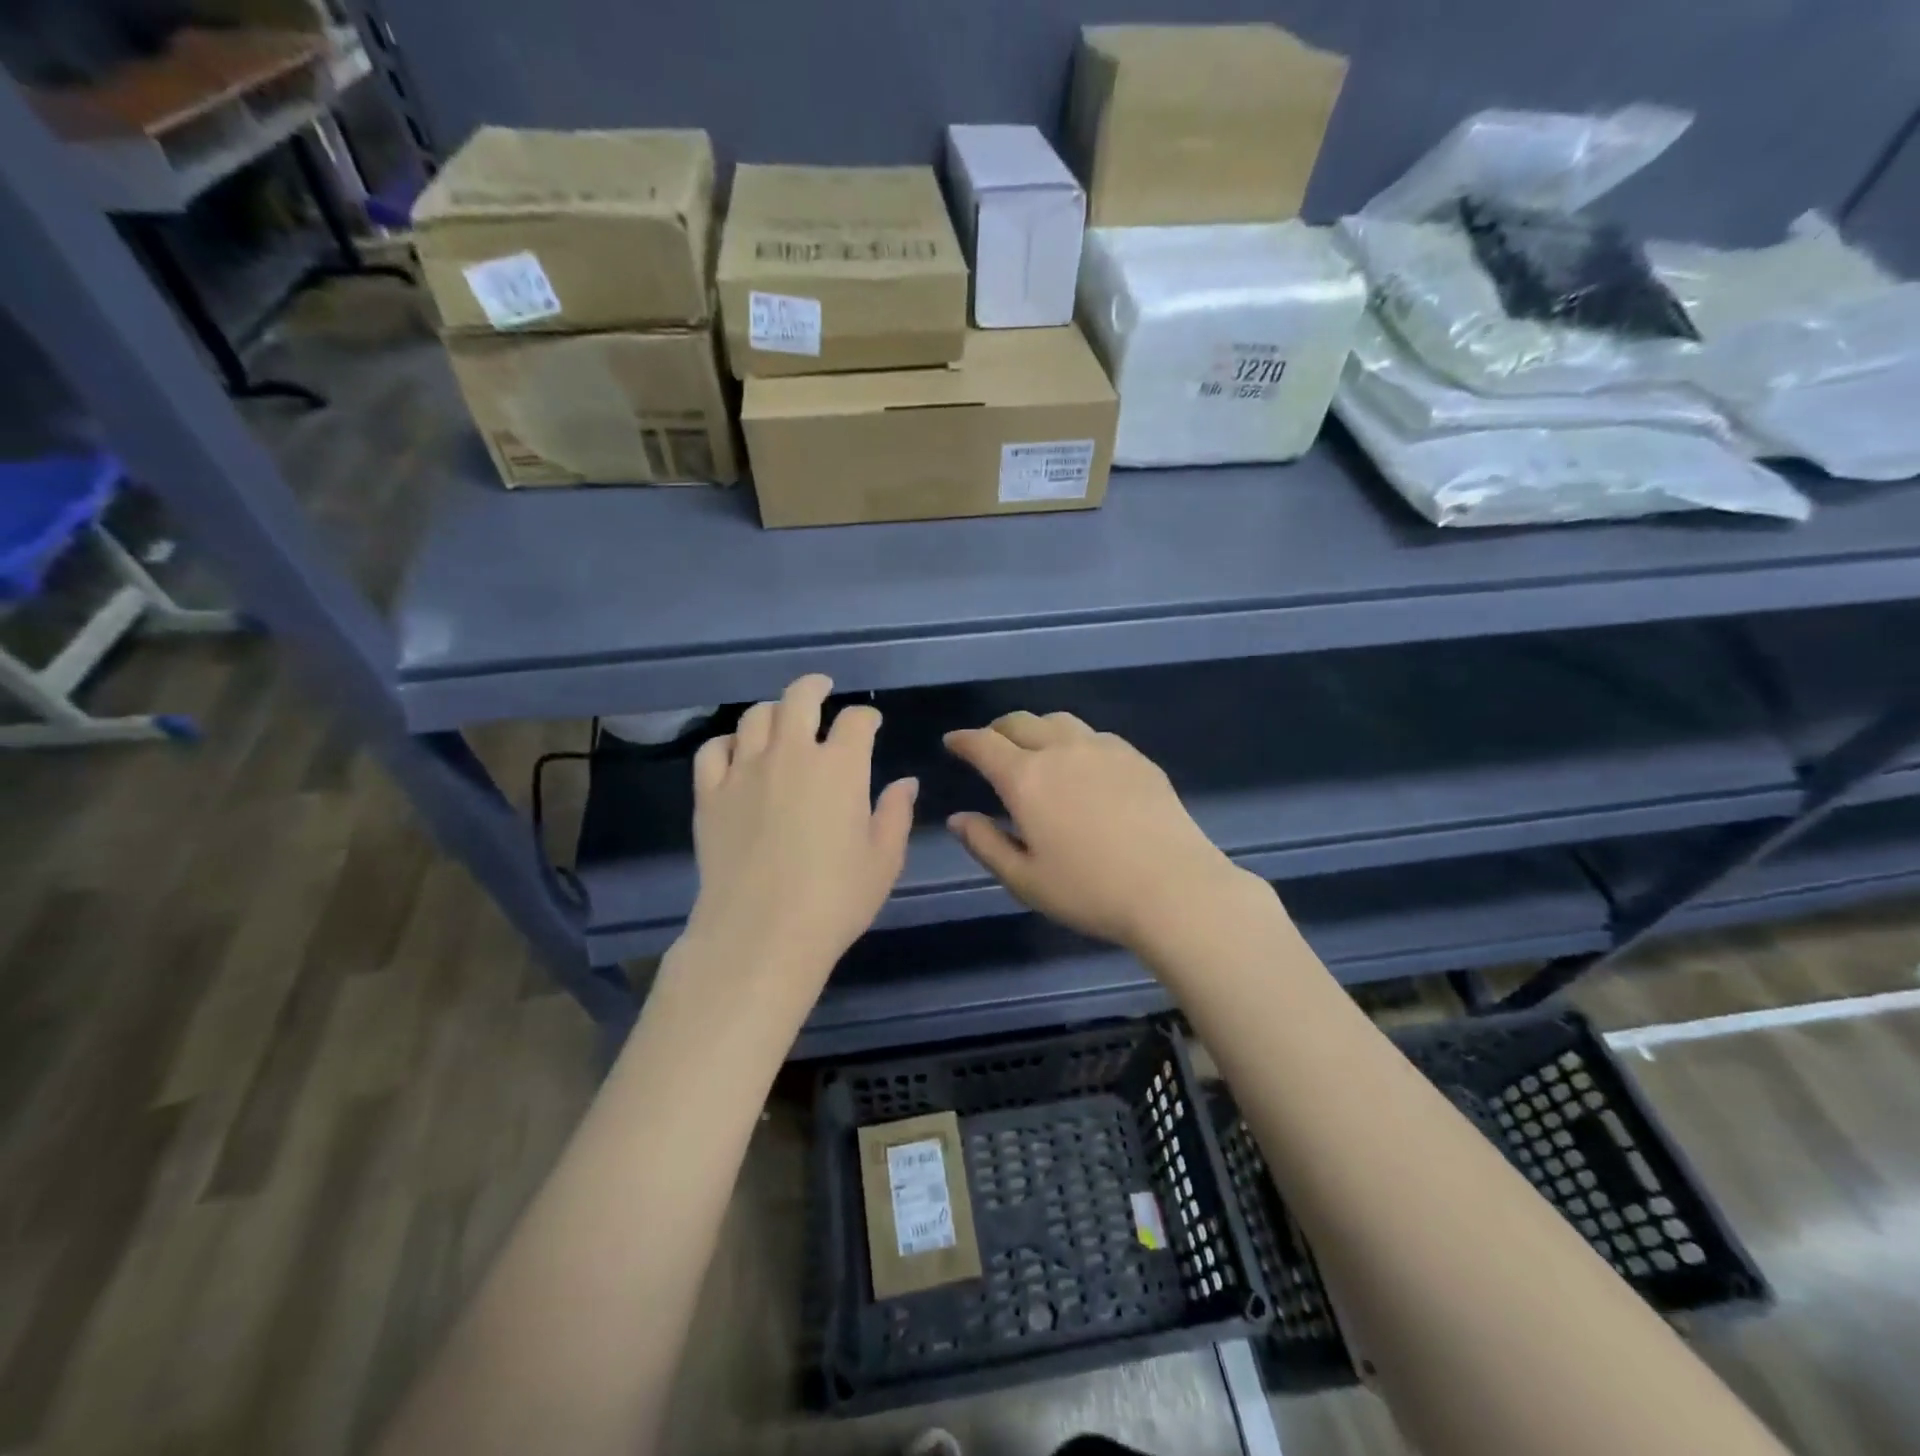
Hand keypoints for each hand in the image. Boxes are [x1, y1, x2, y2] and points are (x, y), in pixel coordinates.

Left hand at [680, 675, 916, 1007]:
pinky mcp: (710, 794)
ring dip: (773, 712)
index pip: (856, 721)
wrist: (761, 934)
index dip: (867, 717)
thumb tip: (905, 782)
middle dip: (815, 687)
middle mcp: (791, 755)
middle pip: (799, 698)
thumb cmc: (835, 899)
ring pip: (755, 717)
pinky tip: (737, 753)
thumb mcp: (884, 860)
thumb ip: (895, 813)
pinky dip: (728, 742)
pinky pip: (713, 750)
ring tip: (781, 720)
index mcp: (840, 767)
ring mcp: (745, 771)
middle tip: (822, 689)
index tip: (871, 723)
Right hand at [944, 711, 1258, 951]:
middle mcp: (1061, 750)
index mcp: (1026, 778)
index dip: (963, 741)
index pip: (984, 744)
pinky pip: (1093, 735)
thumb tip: (957, 819)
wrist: (1174, 888)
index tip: (953, 742)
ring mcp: (1103, 748)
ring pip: (1059, 721)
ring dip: (1036, 729)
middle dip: (997, 730)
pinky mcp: (1136, 757)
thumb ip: (985, 844)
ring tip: (1034, 748)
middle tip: (990, 746)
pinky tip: (1081, 764)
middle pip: (1020, 722)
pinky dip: (1073, 740)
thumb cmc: (1090, 890)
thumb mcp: (1025, 879)